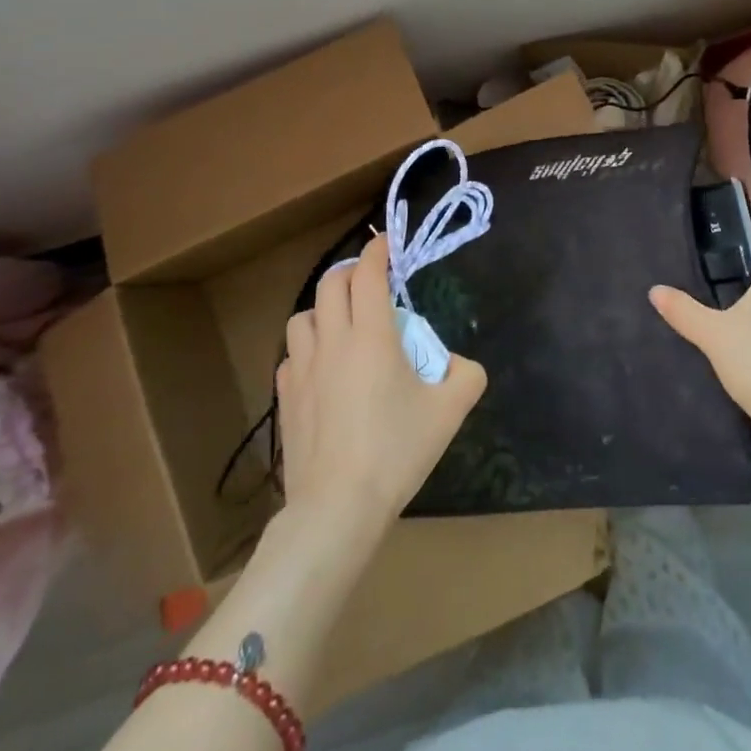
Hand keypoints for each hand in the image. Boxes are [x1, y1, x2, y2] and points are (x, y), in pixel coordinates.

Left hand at [276, 234, 486, 538]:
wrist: (337, 507)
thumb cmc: (396, 452)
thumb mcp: (449, 411)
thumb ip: (466, 376)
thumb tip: (461, 364)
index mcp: (370, 335)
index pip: (368, 273)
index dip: (378, 251)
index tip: (388, 243)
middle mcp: (332, 340)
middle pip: (330, 284)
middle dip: (351, 271)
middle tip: (370, 281)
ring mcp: (302, 368)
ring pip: (303, 316)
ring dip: (324, 308)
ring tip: (343, 324)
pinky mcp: (285, 397)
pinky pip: (292, 354)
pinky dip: (308, 346)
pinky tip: (323, 368)